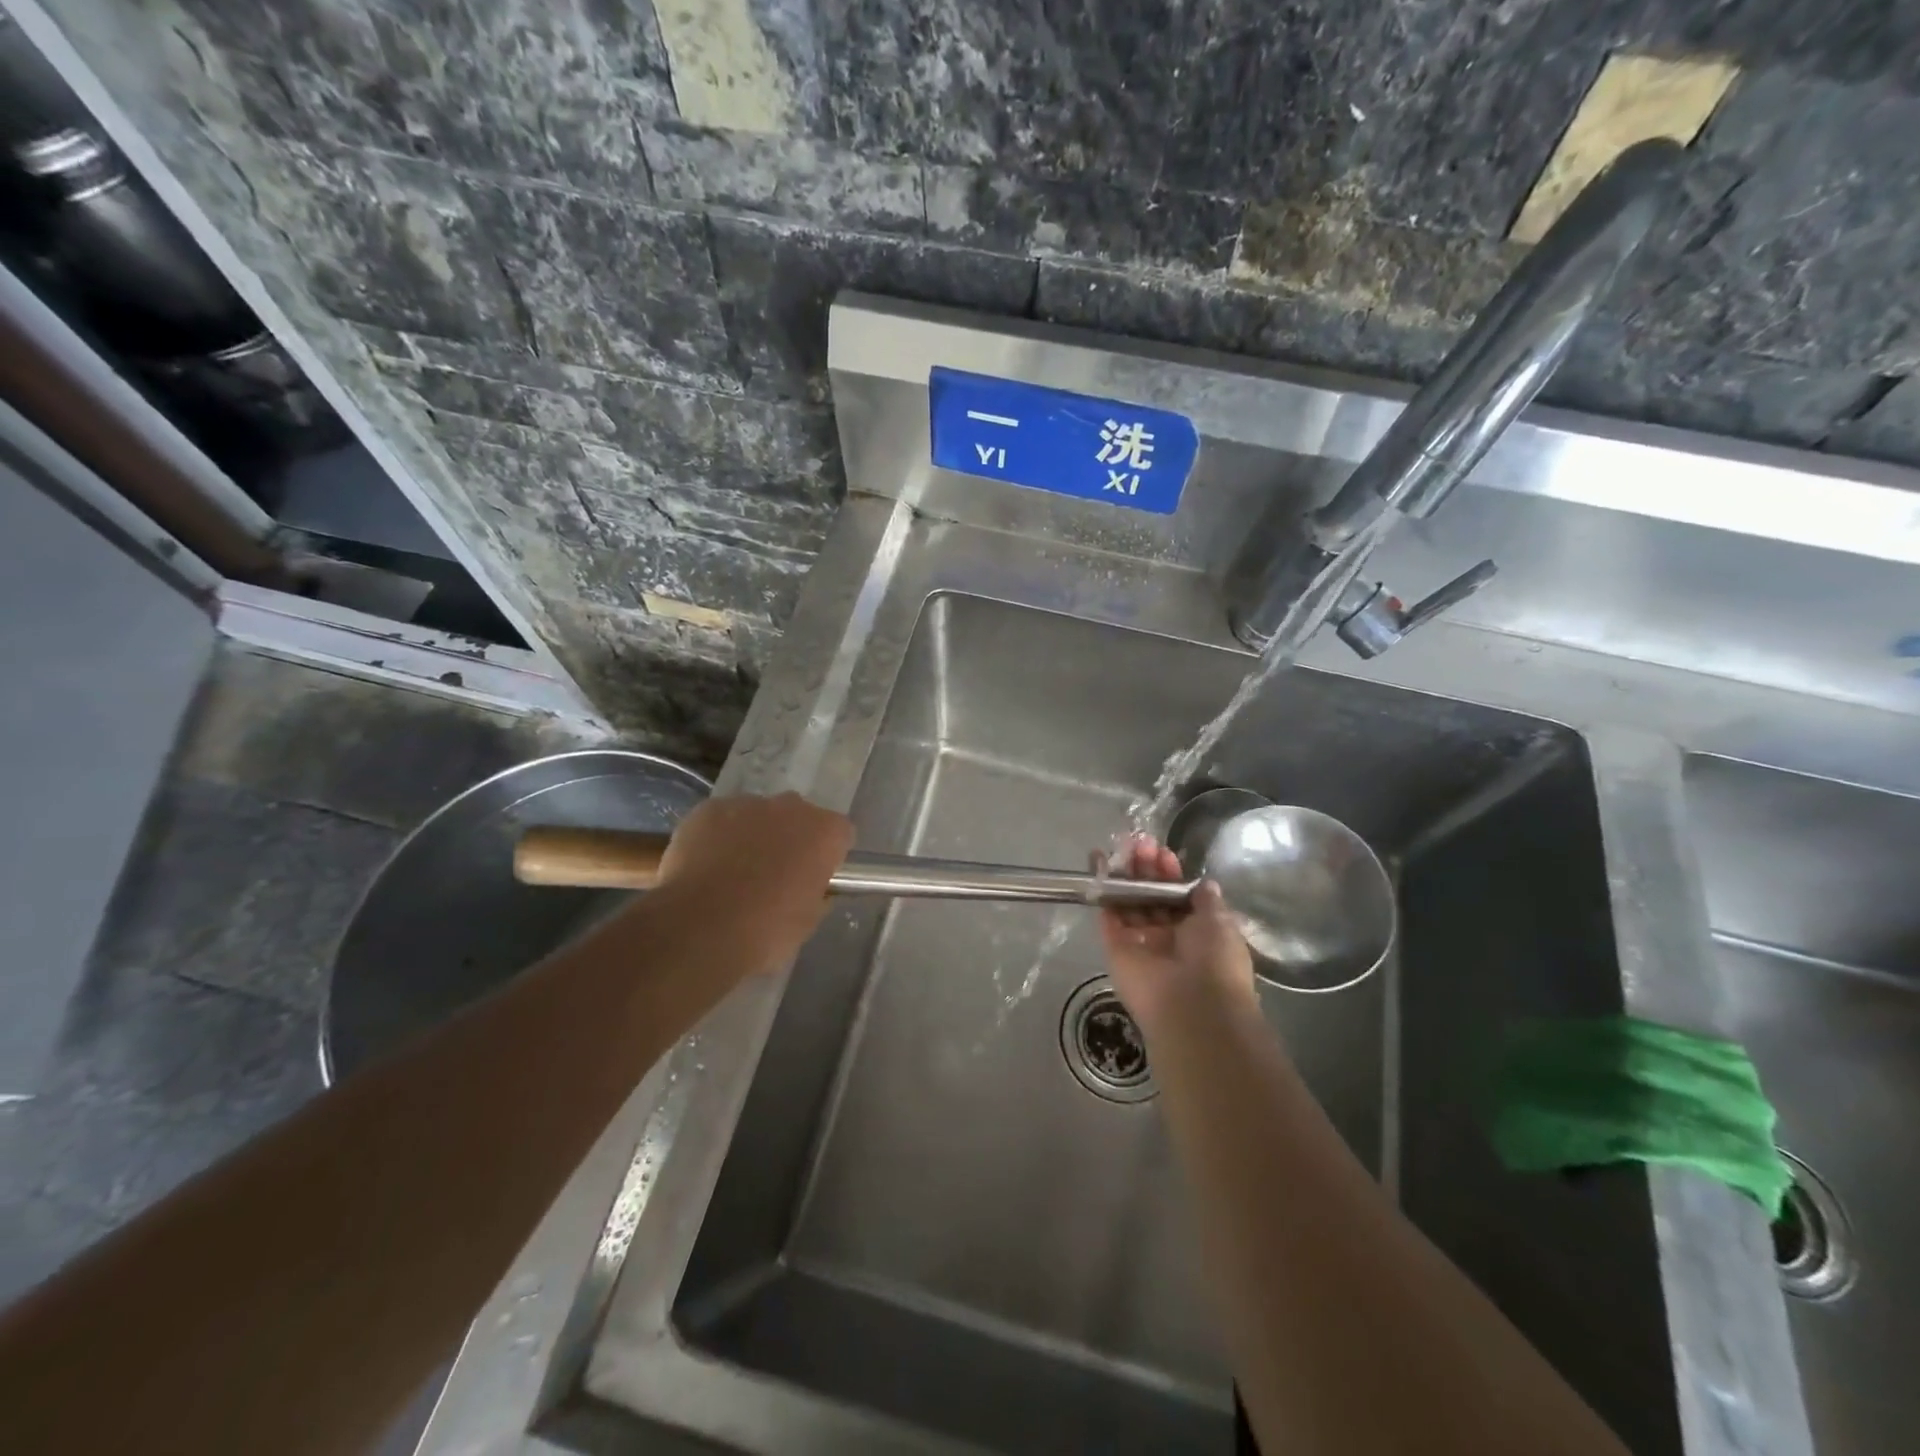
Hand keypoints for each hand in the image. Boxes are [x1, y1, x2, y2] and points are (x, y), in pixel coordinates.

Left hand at [652, 792, 852, 979]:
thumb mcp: (808, 921)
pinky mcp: (708, 810)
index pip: (840, 833)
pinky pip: (721, 819)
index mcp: (825, 833)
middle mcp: (791, 807)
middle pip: (799, 816)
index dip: (828, 855)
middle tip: (776, 874)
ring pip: (757, 815)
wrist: (700, 928)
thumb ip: (817, 892)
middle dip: (791, 838)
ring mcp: (747, 804)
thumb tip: (811, 887)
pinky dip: (718, 836)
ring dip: (753, 836)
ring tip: (734, 873)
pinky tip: (706, 867)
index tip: (816, 876)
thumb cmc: (766, 930)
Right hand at [1100, 835, 1258, 1038]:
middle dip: (1146, 869)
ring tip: (1123, 847)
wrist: (1191, 1005)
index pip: (1178, 896)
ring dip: (1126, 875)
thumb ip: (1206, 901)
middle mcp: (1167, 937)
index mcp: (1197, 933)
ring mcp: (1140, 942)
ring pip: (1129, 903)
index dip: (1171, 874)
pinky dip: (1103, 889)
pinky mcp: (1116, 948)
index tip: (1163, 853)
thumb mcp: (1220, 923)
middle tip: (1140, 843)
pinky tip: (1100, 862)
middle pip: (1151, 896)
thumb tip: (1204, 883)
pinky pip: (1107, 915)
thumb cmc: (1215, 961)